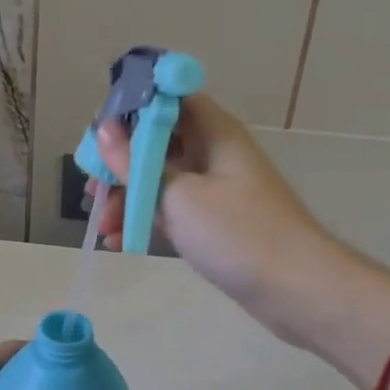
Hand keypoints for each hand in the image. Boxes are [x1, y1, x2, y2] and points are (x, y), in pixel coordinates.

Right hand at [91, 94, 333, 345]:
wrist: (297, 290)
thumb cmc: (238, 234)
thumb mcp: (178, 196)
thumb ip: (136, 163)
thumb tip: (104, 129)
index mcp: (214, 132)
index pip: (169, 98)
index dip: (132, 108)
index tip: (99, 134)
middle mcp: (213, 152)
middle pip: (157, 141)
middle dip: (120, 163)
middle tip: (92, 190)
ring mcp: (214, 188)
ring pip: (159, 178)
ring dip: (127, 197)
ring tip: (103, 226)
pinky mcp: (213, 220)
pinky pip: (170, 209)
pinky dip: (145, 219)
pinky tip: (120, 241)